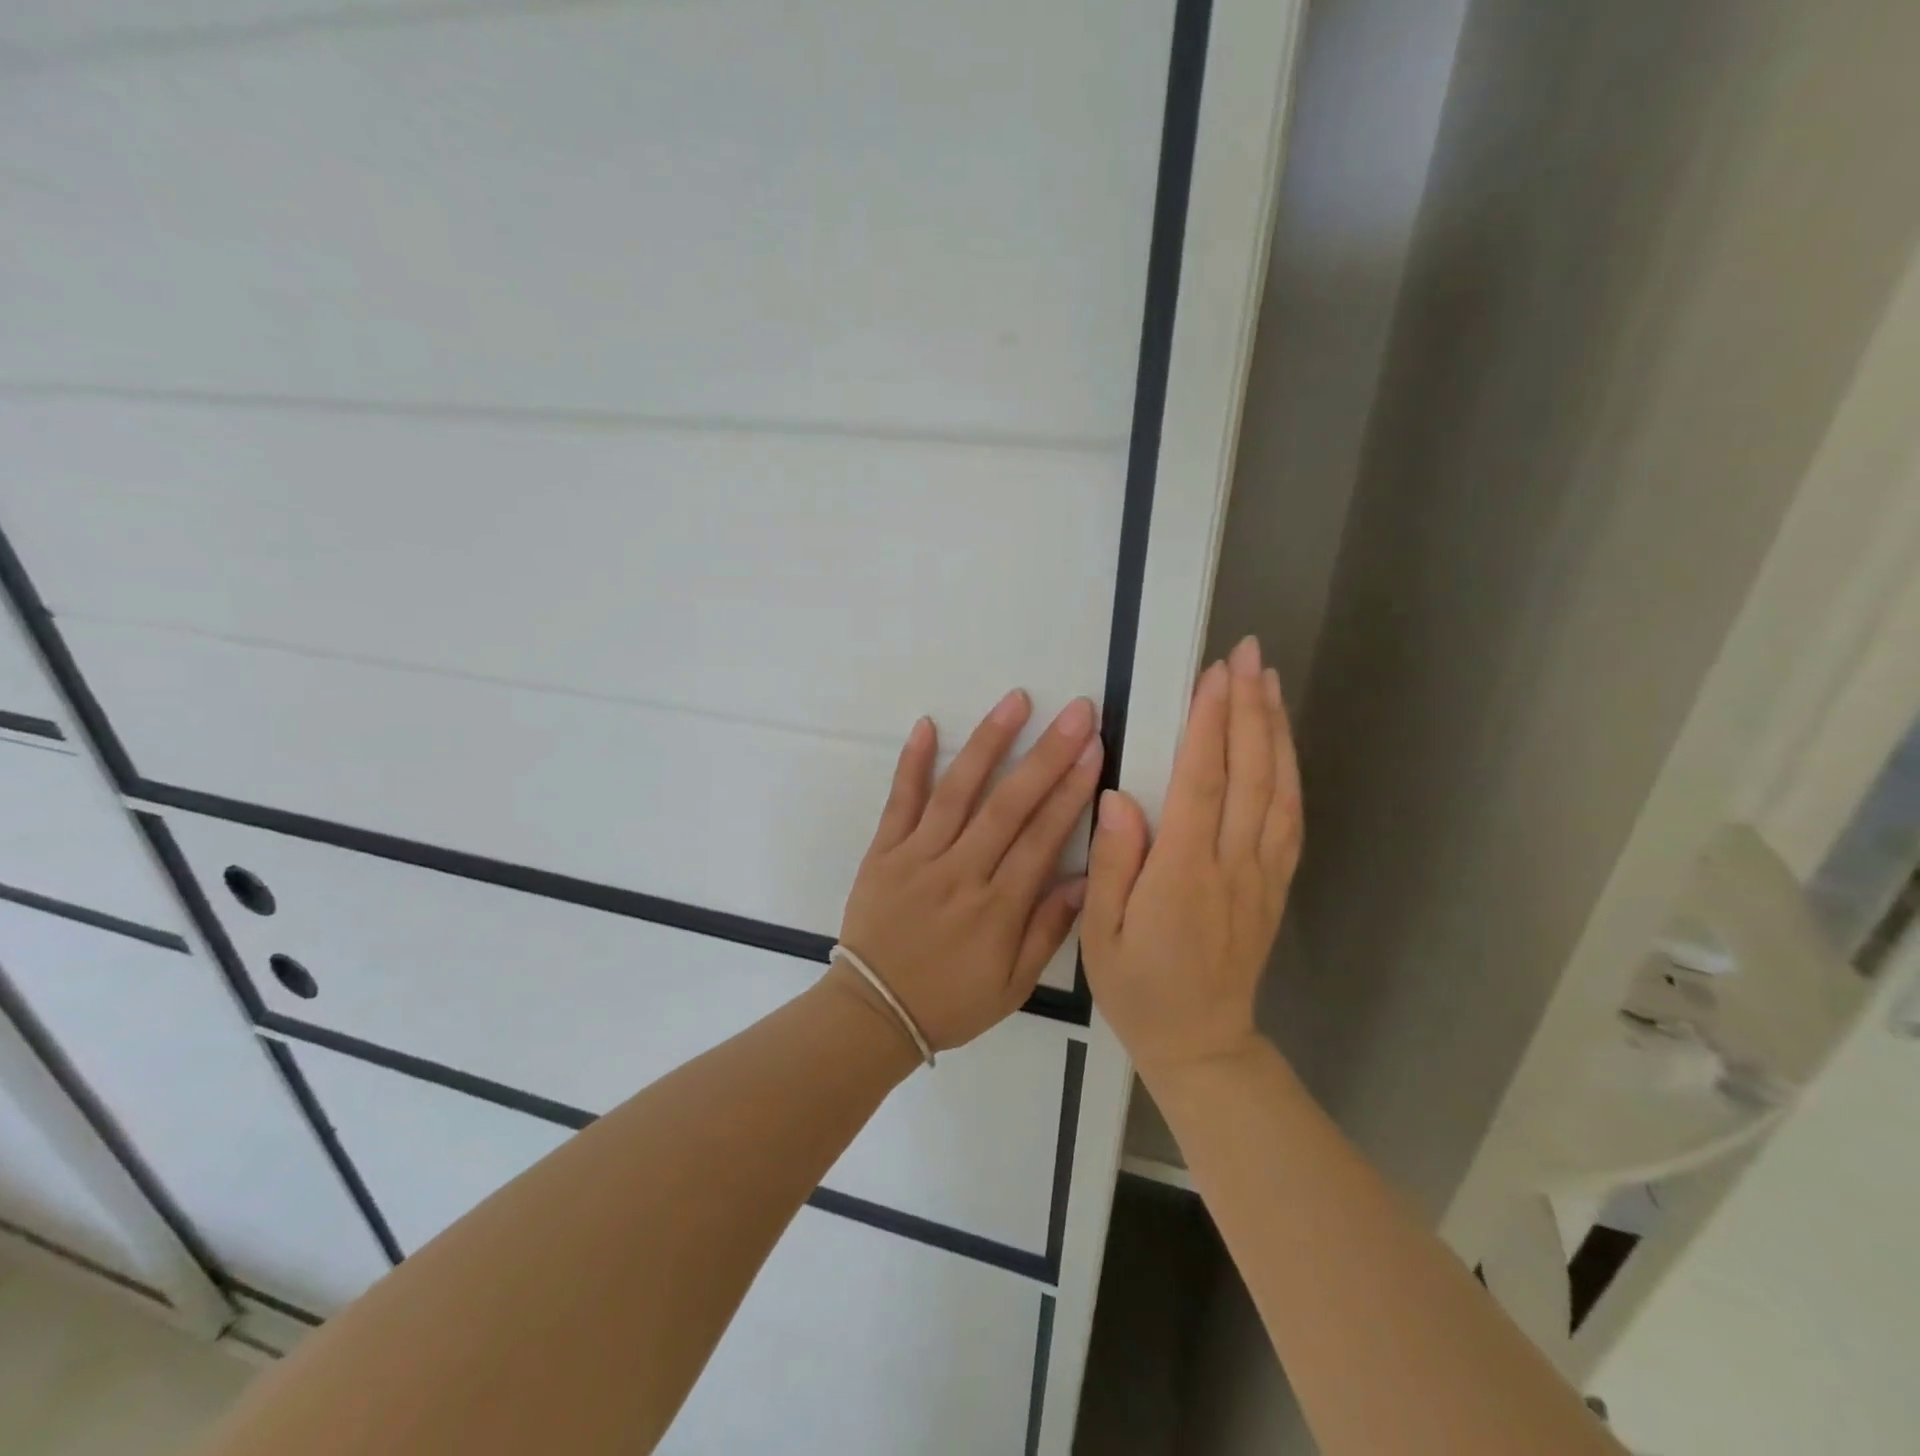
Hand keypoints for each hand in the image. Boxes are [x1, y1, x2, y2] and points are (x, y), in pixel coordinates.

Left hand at [837, 689, 1103, 1051]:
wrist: (873, 1012)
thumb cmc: (951, 1001)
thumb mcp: (1013, 985)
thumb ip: (1049, 930)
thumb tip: (1086, 878)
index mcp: (998, 908)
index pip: (1042, 838)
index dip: (1071, 791)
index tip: (1094, 749)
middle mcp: (960, 873)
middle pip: (1009, 806)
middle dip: (1046, 755)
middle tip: (1077, 712)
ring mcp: (917, 857)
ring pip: (957, 792)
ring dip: (988, 743)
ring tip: (1016, 701)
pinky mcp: (882, 852)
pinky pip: (899, 802)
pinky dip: (912, 763)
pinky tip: (927, 725)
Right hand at [1082, 636, 1301, 1080]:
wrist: (1201, 1043)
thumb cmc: (1139, 988)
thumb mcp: (1100, 934)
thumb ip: (1112, 864)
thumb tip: (1119, 796)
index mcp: (1184, 875)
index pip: (1203, 783)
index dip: (1210, 724)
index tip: (1213, 675)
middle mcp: (1232, 864)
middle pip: (1250, 774)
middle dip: (1248, 708)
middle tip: (1247, 654)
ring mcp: (1262, 874)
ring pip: (1279, 789)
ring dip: (1275, 730)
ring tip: (1268, 680)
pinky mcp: (1275, 883)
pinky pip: (1290, 818)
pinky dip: (1290, 771)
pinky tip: (1282, 741)